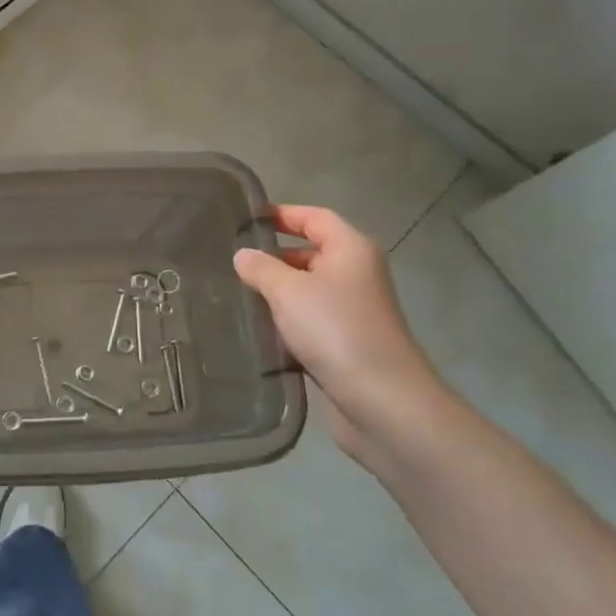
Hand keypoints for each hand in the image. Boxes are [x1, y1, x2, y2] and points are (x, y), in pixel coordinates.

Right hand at [234, 206, 452, 466]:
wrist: (383, 401)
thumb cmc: (335, 330)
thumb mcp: (287, 291)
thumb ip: (260, 268)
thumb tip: (242, 254)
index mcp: (351, 249)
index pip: (314, 217)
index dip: (281, 213)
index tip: (245, 218)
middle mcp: (357, 274)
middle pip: (312, 252)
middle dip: (274, 255)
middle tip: (232, 260)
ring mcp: (354, 310)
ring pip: (308, 289)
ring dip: (277, 291)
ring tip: (236, 293)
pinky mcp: (347, 343)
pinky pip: (311, 320)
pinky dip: (287, 320)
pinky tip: (258, 329)